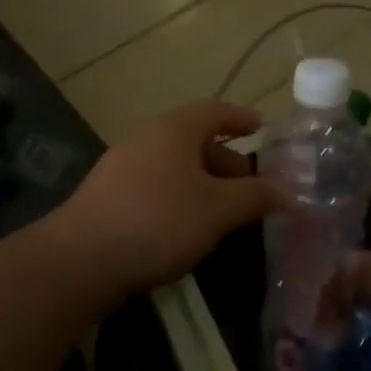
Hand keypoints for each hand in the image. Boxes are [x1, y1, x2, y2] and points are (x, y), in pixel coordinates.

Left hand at [62, 101, 279, 298]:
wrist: (81, 259)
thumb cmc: (159, 221)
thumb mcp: (217, 210)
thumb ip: (255, 197)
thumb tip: (290, 191)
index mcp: (174, 129)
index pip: (215, 111)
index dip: (241, 117)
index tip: (262, 126)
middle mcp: (147, 137)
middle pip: (195, 139)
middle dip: (226, 160)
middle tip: (251, 185)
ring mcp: (123, 165)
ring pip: (175, 165)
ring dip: (204, 182)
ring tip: (225, 211)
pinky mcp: (109, 195)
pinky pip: (156, 184)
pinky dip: (181, 196)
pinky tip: (189, 227)